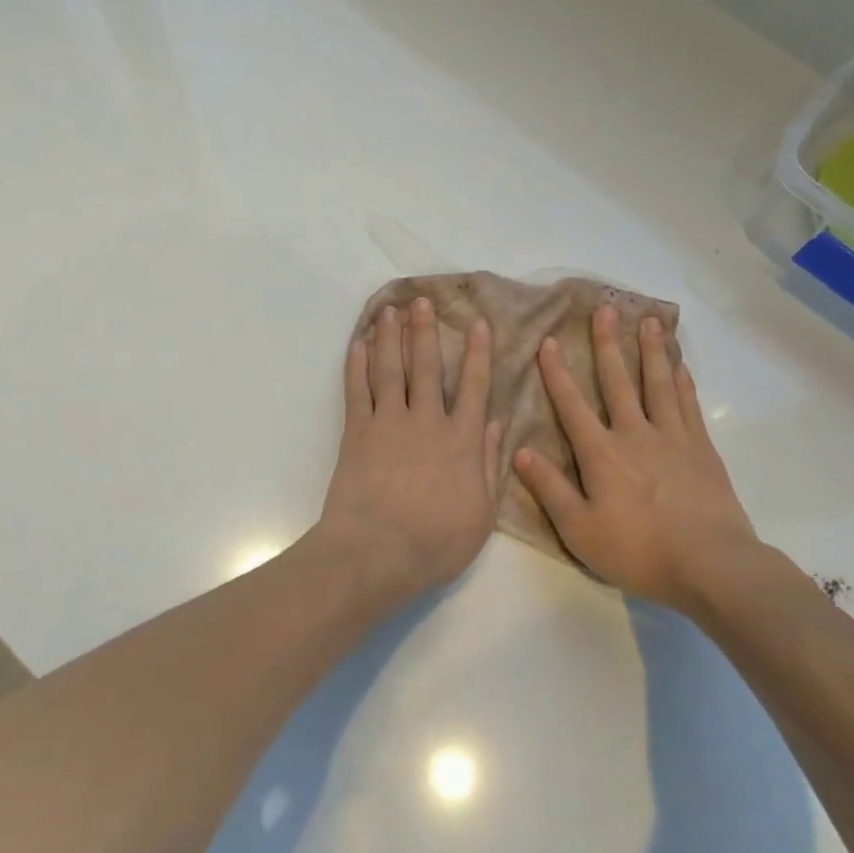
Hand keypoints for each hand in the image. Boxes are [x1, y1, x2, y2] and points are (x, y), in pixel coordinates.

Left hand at [313, 297, 503, 595]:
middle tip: (422, 300)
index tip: (477, 323)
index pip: (473, 386)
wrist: (375, 552)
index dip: (477, 353)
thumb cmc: (435, 542)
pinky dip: (357, 366)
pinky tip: (359, 344)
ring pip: (391, 369)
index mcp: (461, 440)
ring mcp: (388, 423)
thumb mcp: (481, 513)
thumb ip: (489, 465)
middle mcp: (426, 421)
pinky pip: (357, 391)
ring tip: (390, 310)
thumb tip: (496, 424)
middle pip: (426, 366)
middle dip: (425, 331)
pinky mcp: (357, 433)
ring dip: (391, 337)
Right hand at [513, 305, 759, 610]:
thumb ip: (550, 489)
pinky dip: (682, 381)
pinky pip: (688, 404)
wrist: (710, 564)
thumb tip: (519, 451)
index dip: (557, 373)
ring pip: (657, 383)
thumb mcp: (580, 530)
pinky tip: (679, 364)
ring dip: (650, 350)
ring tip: (648, 320)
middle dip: (607, 344)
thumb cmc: (638, 551)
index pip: (572, 405)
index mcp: (601, 453)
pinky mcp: (701, 448)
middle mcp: (634, 433)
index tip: (549, 340)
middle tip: (605, 308)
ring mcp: (672, 437)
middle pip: (618, 381)